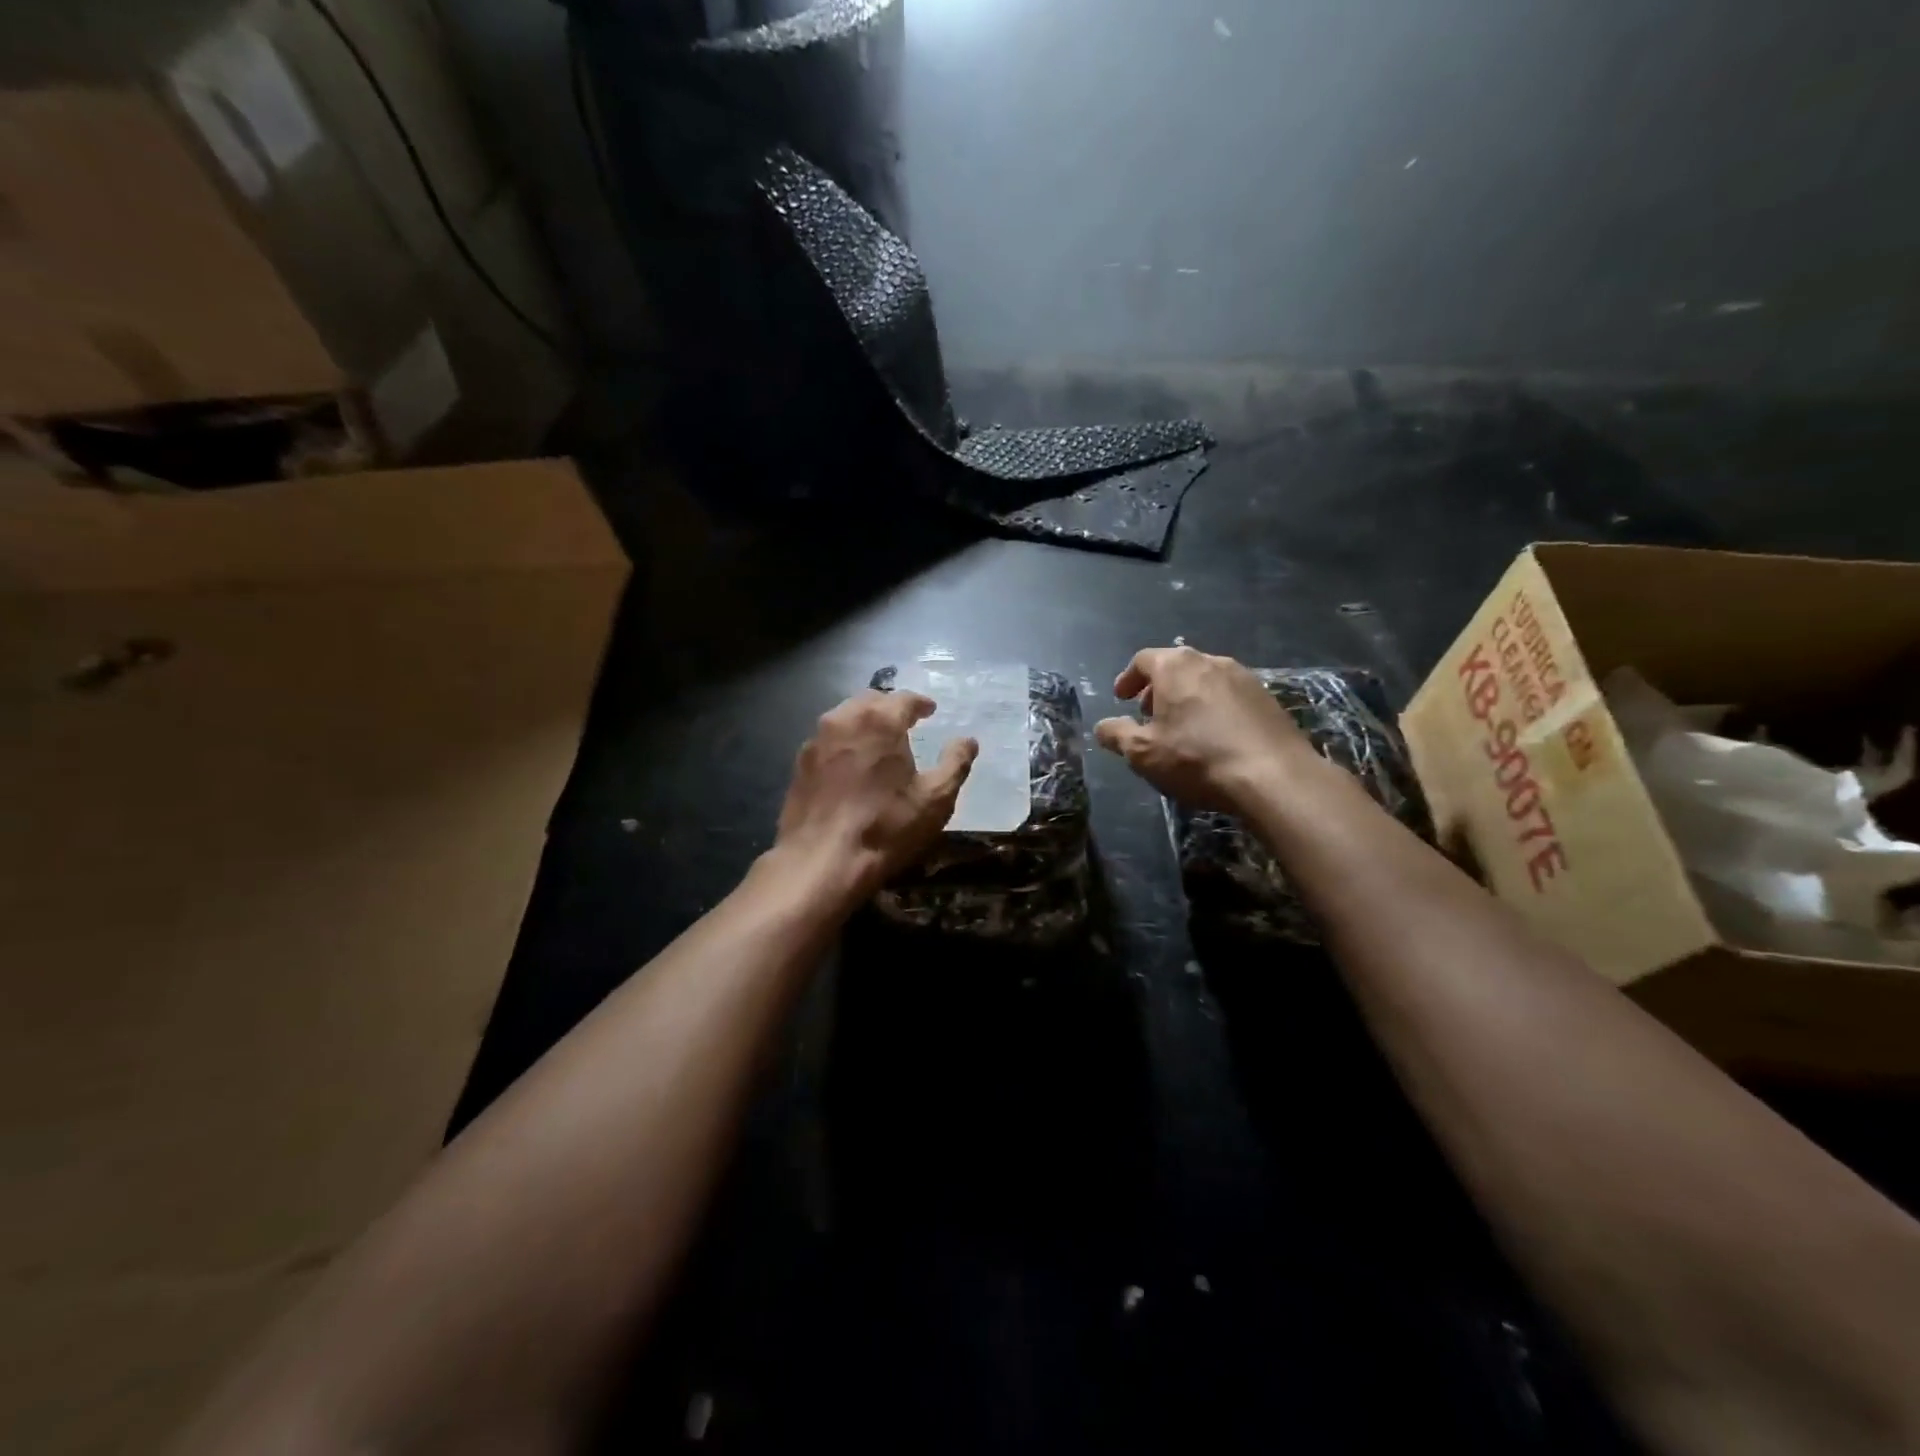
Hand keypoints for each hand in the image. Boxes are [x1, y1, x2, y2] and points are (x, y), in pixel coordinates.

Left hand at [770, 690, 977, 905]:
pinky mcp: (799, 763)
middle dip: (890, 707)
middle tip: (906, 721)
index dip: (921, 703)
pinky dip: (844, 742)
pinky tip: (852, 762)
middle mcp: (844, 720)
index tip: (931, 710)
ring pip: (844, 717)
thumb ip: (955, 763)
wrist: (821, 861)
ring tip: (879, 739)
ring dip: (865, 721)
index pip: (904, 699)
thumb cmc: (886, 827)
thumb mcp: (935, 799)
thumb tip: (968, 741)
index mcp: (880, 721)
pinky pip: (828, 740)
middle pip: (871, 700)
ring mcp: (816, 740)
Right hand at [1094, 646, 1306, 809]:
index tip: (1121, 699)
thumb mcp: (1143, 752)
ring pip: (1204, 680)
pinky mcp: (1268, 699)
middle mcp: (1210, 661)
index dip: (1128, 679)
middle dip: (1157, 689)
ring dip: (1187, 698)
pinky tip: (1215, 737)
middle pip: (1176, 666)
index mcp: (1175, 666)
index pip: (1143, 660)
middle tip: (1148, 715)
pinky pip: (1230, 696)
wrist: (1273, 776)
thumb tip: (1102, 726)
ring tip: (1182, 728)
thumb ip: (1117, 735)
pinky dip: (1214, 709)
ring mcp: (1244, 677)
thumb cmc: (1196, 758)